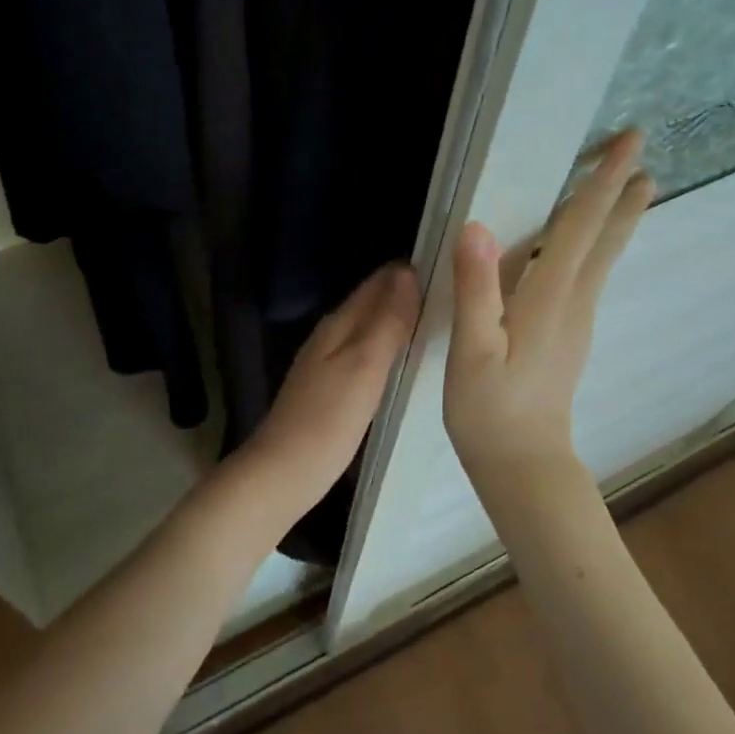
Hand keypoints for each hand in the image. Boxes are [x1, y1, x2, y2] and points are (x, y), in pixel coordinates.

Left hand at [231, 263, 420, 526]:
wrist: (284, 472)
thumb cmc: (327, 420)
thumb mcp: (364, 366)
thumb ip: (386, 321)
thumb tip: (406, 273)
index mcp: (338, 324)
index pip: (376, 283)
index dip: (406, 271)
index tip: (446, 261)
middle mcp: (331, 336)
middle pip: (370, 302)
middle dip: (403, 291)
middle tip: (450, 289)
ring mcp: (327, 362)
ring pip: (368, 327)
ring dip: (396, 318)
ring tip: (436, 318)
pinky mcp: (331, 388)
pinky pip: (365, 352)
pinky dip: (387, 346)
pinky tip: (404, 358)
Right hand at [445, 130, 653, 474]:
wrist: (524, 465)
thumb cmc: (491, 410)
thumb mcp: (472, 350)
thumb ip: (476, 288)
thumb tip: (478, 226)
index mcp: (550, 298)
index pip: (579, 227)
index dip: (601, 183)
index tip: (629, 144)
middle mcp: (574, 301)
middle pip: (604, 238)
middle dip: (622, 193)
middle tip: (642, 154)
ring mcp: (577, 320)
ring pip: (602, 256)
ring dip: (615, 217)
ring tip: (632, 187)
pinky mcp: (569, 333)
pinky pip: (588, 274)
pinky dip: (596, 243)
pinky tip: (586, 243)